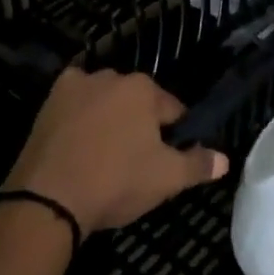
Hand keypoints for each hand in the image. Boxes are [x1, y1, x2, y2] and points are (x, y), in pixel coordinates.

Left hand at [2, 68, 228, 235]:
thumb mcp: (166, 179)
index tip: (167, 158)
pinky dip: (78, 113)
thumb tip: (225, 159)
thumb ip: (198, 165)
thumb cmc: (115, 182)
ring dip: (108, 117)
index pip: (172, 109)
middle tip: (135, 160)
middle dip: (139, 123)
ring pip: (105, 99)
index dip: (174, 134)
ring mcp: (78, 84)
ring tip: (104, 154)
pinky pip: (74, 101)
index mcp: (145, 89)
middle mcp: (113, 76)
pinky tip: (77, 139)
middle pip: (137, 101)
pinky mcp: (50, 99)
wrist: (48, 198)